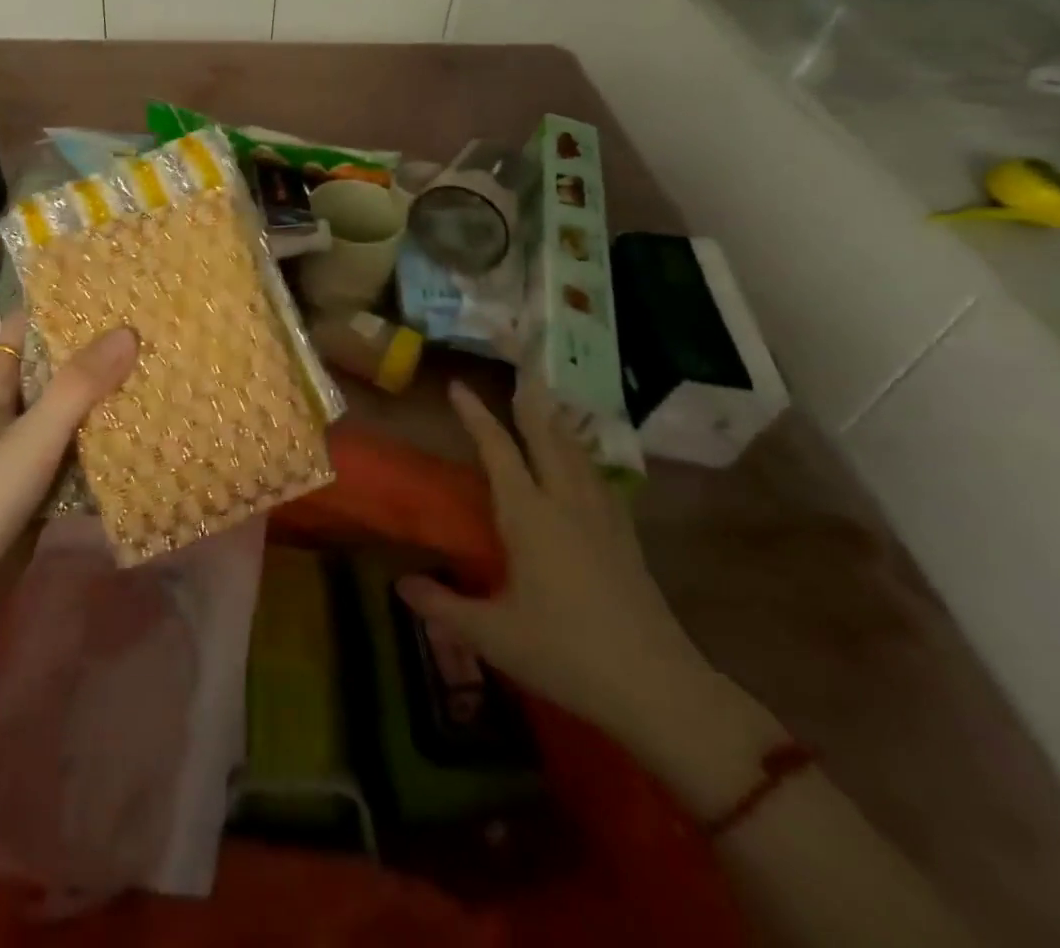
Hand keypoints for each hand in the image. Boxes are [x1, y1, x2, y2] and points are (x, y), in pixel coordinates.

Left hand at [0, 313, 137, 583]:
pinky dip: (106, 444)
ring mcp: (27, 449)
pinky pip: (80, 454)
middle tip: (146, 329)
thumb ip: (77, 387)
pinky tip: (144, 434)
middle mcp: (11, 411)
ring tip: (156, 372)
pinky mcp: (42, 485)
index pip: (22, 328)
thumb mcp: (32, 435)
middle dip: (94, 352)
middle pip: (54, 368)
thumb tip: (127, 332)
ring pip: (71, 412)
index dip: (55, 305)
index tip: (102, 288)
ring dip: (105, 398)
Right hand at [398, 377, 710, 740]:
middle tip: (521, 370)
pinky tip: (586, 467)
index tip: (458, 386)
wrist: (658, 689)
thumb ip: (442, 606)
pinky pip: (601, 480)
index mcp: (529, 516)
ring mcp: (603, 518)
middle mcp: (566, 503)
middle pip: (547, 437)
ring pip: (578, 454)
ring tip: (548, 405)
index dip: (476, 416)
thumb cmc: (565, 653)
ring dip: (559, 424)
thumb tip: (400, 585)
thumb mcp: (493, 635)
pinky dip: (587, 458)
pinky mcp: (626, 539)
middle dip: (530, 402)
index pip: (498, 451)